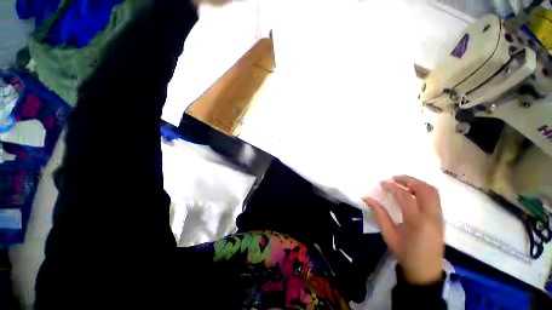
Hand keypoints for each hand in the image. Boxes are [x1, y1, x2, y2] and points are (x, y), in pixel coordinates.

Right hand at [363, 175, 443, 284]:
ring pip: (432, 191)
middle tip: (394, 178)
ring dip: (417, 183)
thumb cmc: (405, 254)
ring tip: (402, 182)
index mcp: (417, 222)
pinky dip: (423, 190)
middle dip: (408, 180)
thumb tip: (368, 198)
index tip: (382, 183)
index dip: (392, 187)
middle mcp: (431, 216)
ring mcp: (439, 217)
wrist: (426, 271)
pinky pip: (435, 198)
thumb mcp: (389, 236)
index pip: (405, 196)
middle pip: (424, 189)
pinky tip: (412, 192)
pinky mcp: (441, 218)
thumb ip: (379, 215)